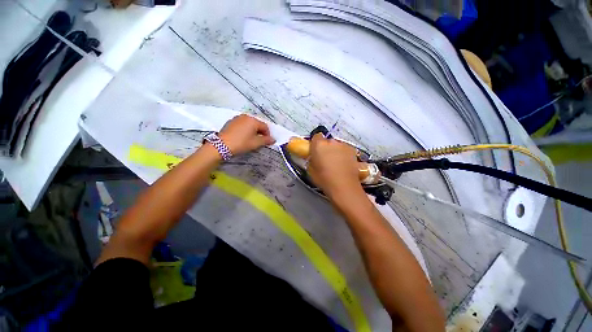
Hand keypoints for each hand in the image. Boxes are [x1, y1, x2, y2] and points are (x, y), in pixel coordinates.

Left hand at [218, 114, 275, 154]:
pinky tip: (242, 137)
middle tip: (259, 141)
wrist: (221, 145)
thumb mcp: (255, 143)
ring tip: (250, 139)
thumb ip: (266, 140)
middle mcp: (246, 116)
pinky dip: (245, 129)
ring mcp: (237, 118)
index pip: (265, 127)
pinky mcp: (231, 121)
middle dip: (260, 132)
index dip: (267, 135)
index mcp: (253, 120)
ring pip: (249, 124)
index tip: (266, 142)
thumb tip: (273, 139)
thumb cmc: (241, 143)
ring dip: (252, 131)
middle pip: (257, 124)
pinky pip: (242, 124)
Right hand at [307, 134, 363, 197]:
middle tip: (325, 159)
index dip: (315, 143)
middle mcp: (332, 142)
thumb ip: (311, 160)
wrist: (344, 186)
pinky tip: (344, 165)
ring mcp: (344, 145)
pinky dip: (344, 154)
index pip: (316, 136)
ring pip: (337, 145)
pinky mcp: (353, 151)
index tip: (315, 151)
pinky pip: (345, 150)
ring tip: (336, 163)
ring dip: (335, 151)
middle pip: (327, 141)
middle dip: (326, 148)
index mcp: (319, 145)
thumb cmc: (324, 179)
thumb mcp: (311, 170)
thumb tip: (314, 158)